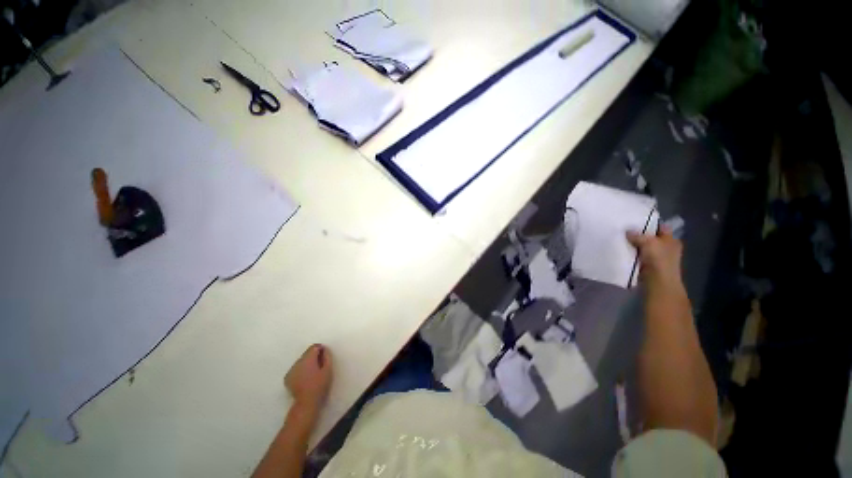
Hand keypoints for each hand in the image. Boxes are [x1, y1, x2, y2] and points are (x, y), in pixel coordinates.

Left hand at [285, 344, 332, 412]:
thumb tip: (324, 349)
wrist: (306, 402)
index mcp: (308, 359)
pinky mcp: (287, 378)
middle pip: (306, 354)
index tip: (324, 357)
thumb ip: (327, 356)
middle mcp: (297, 362)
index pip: (314, 347)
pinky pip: (295, 369)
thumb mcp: (328, 369)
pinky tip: (304, 379)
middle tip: (319, 366)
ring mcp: (291, 370)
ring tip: (312, 374)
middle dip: (313, 357)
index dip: (320, 350)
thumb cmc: (319, 385)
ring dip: (306, 364)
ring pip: (300, 361)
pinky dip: (300, 371)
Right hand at [626, 225, 683, 291]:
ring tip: (620, 238)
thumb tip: (627, 231)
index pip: (660, 227)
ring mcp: (657, 257)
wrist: (657, 281)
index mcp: (671, 240)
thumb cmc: (659, 259)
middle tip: (624, 229)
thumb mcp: (648, 242)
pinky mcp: (647, 265)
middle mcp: (666, 247)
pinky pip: (637, 255)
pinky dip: (631, 253)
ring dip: (634, 244)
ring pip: (643, 246)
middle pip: (650, 237)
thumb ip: (637, 235)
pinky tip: (622, 249)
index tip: (635, 220)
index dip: (649, 223)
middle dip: (639, 234)